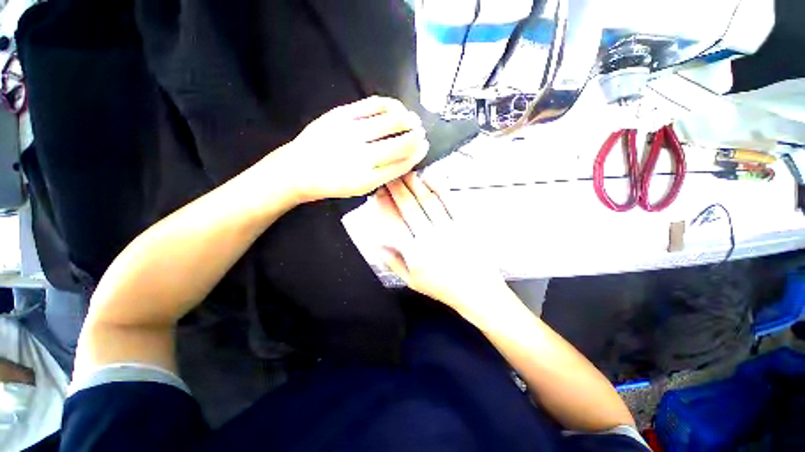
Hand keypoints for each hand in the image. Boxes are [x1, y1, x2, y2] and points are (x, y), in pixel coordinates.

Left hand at [279, 96, 428, 202]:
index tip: (424, 147)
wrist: (297, 170)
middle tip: (421, 133)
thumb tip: (405, 158)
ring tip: (412, 120)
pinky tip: (396, 107)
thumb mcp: (360, 188)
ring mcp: (351, 133)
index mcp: (368, 179)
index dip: (417, 155)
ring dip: (408, 119)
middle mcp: (362, 156)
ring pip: (391, 121)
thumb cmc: (332, 184)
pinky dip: (390, 104)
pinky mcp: (340, 115)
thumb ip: (383, 175)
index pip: (402, 164)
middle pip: (401, 143)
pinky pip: (373, 105)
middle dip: (416, 137)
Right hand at [376, 173, 509, 326]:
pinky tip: (431, 178)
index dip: (385, 205)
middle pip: (409, 207)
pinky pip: (450, 202)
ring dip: (416, 184)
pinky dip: (440, 187)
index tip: (379, 193)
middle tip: (390, 176)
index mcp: (415, 252)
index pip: (394, 223)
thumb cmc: (443, 288)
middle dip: (397, 188)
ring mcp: (449, 228)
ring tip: (407, 172)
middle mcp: (430, 236)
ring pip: (428, 200)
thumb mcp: (412, 281)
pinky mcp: (465, 224)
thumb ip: (393, 262)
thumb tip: (377, 245)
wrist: (477, 291)